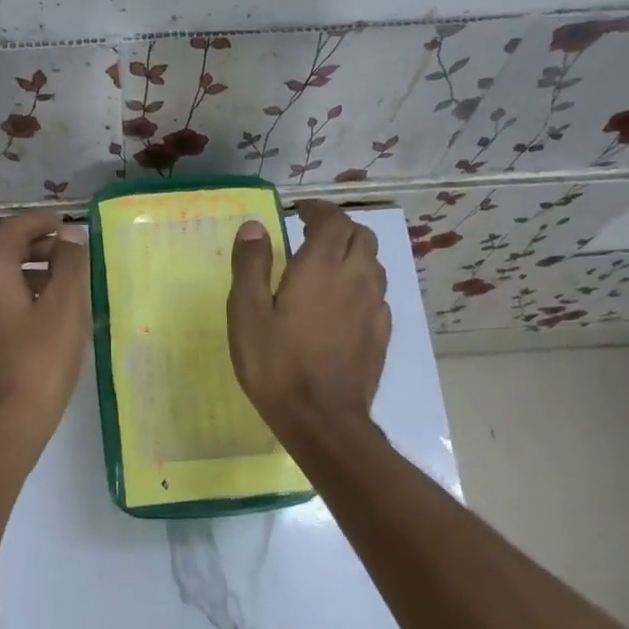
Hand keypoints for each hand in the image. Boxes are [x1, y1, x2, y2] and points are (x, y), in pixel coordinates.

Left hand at [0, 210, 90, 442]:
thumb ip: (70, 265)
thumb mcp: (64, 308)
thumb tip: (70, 235)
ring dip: (33, 271)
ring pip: (2, 278)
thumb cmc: (38, 361)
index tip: (67, 223)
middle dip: (38, 245)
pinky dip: (25, 294)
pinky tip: (52, 314)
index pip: (12, 229)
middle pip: (3, 251)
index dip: (40, 221)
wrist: (4, 425)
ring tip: (68, 282)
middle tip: (72, 251)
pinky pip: (1, 301)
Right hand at [228, 201, 389, 441]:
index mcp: (322, 266)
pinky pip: (377, 294)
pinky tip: (344, 303)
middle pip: (361, 237)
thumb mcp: (247, 313)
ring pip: (374, 264)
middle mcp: (356, 278)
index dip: (319, 210)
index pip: (333, 220)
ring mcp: (374, 307)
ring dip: (354, 254)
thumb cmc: (276, 364)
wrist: (322, 419)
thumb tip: (256, 227)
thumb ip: (251, 265)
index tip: (301, 211)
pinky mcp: (381, 334)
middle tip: (314, 234)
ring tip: (329, 265)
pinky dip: (362, 284)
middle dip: (339, 228)